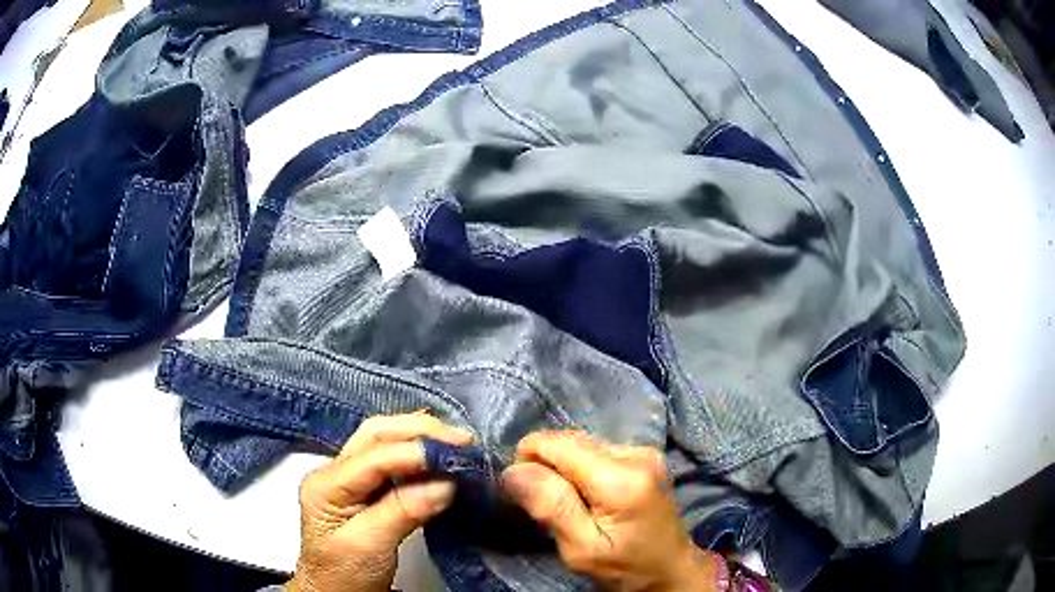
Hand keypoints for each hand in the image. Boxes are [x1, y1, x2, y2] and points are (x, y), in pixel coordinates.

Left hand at [288, 412, 472, 591]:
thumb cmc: (346, 573)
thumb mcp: (371, 545)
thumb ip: (403, 511)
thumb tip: (446, 484)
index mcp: (326, 484)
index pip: (373, 457)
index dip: (415, 452)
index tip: (457, 456)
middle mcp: (334, 471)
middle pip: (375, 434)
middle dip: (419, 431)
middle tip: (461, 440)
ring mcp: (348, 476)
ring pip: (382, 439)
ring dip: (419, 436)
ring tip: (456, 442)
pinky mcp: (364, 487)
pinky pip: (391, 459)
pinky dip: (417, 452)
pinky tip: (437, 453)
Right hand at [501, 431, 725, 591]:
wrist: (671, 570)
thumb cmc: (626, 568)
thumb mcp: (582, 550)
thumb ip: (551, 507)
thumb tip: (513, 470)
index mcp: (622, 479)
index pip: (558, 444)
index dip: (529, 458)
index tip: (522, 491)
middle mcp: (636, 453)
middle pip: (570, 441)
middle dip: (547, 466)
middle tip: (546, 506)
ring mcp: (644, 452)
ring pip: (582, 445)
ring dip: (564, 469)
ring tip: (569, 505)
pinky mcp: (645, 456)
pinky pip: (597, 452)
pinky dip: (581, 470)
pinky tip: (588, 497)